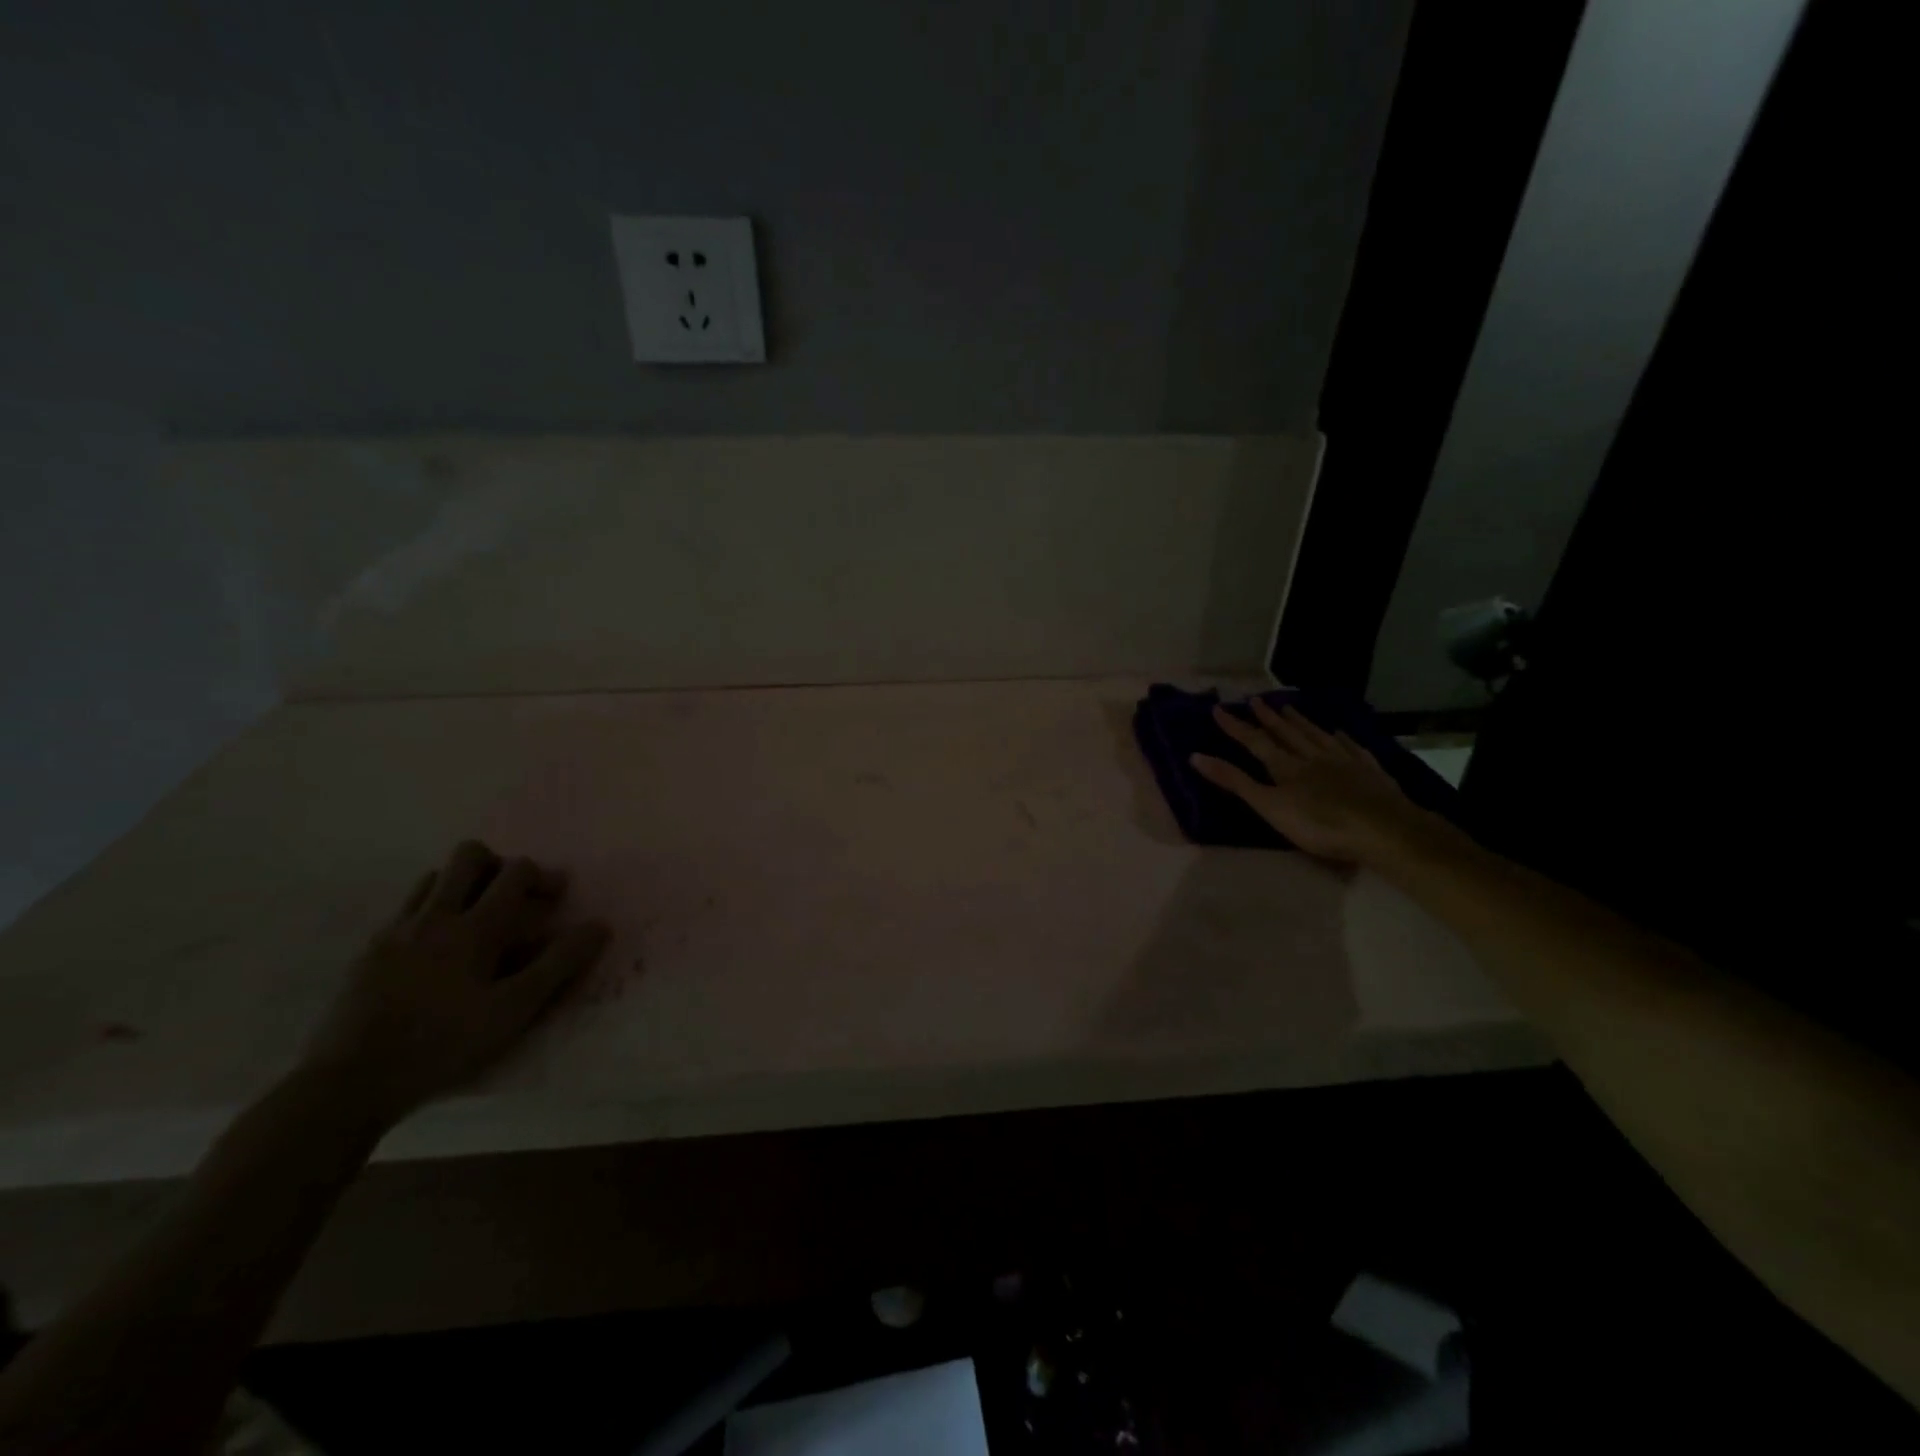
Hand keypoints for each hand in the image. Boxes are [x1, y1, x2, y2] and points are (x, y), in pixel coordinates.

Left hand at [301, 840, 610, 1124]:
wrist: (348, 1083)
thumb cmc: (444, 1045)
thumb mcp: (514, 1009)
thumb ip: (559, 964)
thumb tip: (600, 925)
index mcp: (474, 927)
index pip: (516, 872)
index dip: (543, 876)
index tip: (557, 897)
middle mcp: (435, 916)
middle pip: (469, 856)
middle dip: (499, 865)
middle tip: (514, 897)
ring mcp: (397, 930)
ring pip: (434, 877)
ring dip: (463, 884)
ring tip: (478, 918)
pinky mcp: (369, 951)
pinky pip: (406, 908)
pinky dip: (431, 909)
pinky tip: (438, 947)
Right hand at [1191, 699, 1443, 865]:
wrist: (1384, 829)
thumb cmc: (1320, 824)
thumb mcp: (1269, 806)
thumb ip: (1235, 782)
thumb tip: (1195, 756)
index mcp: (1286, 766)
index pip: (1255, 742)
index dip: (1236, 726)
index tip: (1219, 709)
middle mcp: (1312, 756)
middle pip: (1287, 733)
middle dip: (1269, 718)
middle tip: (1256, 700)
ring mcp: (1344, 761)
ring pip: (1317, 735)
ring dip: (1301, 721)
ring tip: (1289, 708)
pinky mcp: (1370, 771)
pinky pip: (1351, 748)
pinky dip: (1342, 738)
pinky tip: (1339, 732)